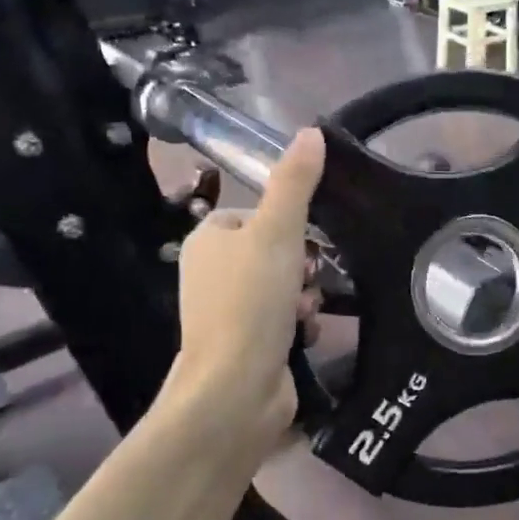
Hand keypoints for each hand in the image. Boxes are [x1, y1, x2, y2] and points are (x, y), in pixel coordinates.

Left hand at [162, 128, 324, 454]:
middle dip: (300, 265)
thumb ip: (295, 182)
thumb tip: (311, 131)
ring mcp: (228, 312)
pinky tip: (305, 335)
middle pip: (274, 251)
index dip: (287, 225)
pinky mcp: (247, 344)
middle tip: (308, 279)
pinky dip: (299, 324)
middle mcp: (211, 273)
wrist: (236, 388)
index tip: (304, 242)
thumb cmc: (250, 302)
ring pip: (284, 287)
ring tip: (306, 311)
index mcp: (207, 240)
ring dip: (304, 296)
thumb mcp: (276, 231)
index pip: (256, 214)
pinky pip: (283, 320)